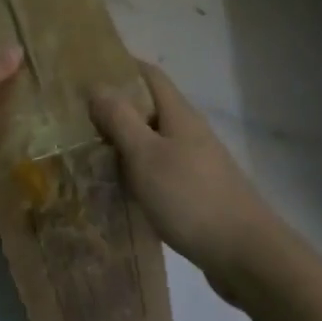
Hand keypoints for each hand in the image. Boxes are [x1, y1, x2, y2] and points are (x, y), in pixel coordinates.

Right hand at [90, 59, 282, 297]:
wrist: (246, 255)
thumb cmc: (191, 198)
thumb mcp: (146, 156)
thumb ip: (121, 120)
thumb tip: (98, 85)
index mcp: (179, 115)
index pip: (150, 75)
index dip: (121, 66)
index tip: (87, 69)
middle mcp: (190, 133)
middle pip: (150, 108)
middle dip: (117, 107)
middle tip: (75, 117)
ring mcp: (197, 164)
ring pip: (154, 141)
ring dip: (125, 142)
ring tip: (87, 152)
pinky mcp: (197, 193)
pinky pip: (161, 170)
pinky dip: (138, 171)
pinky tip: (119, 188)